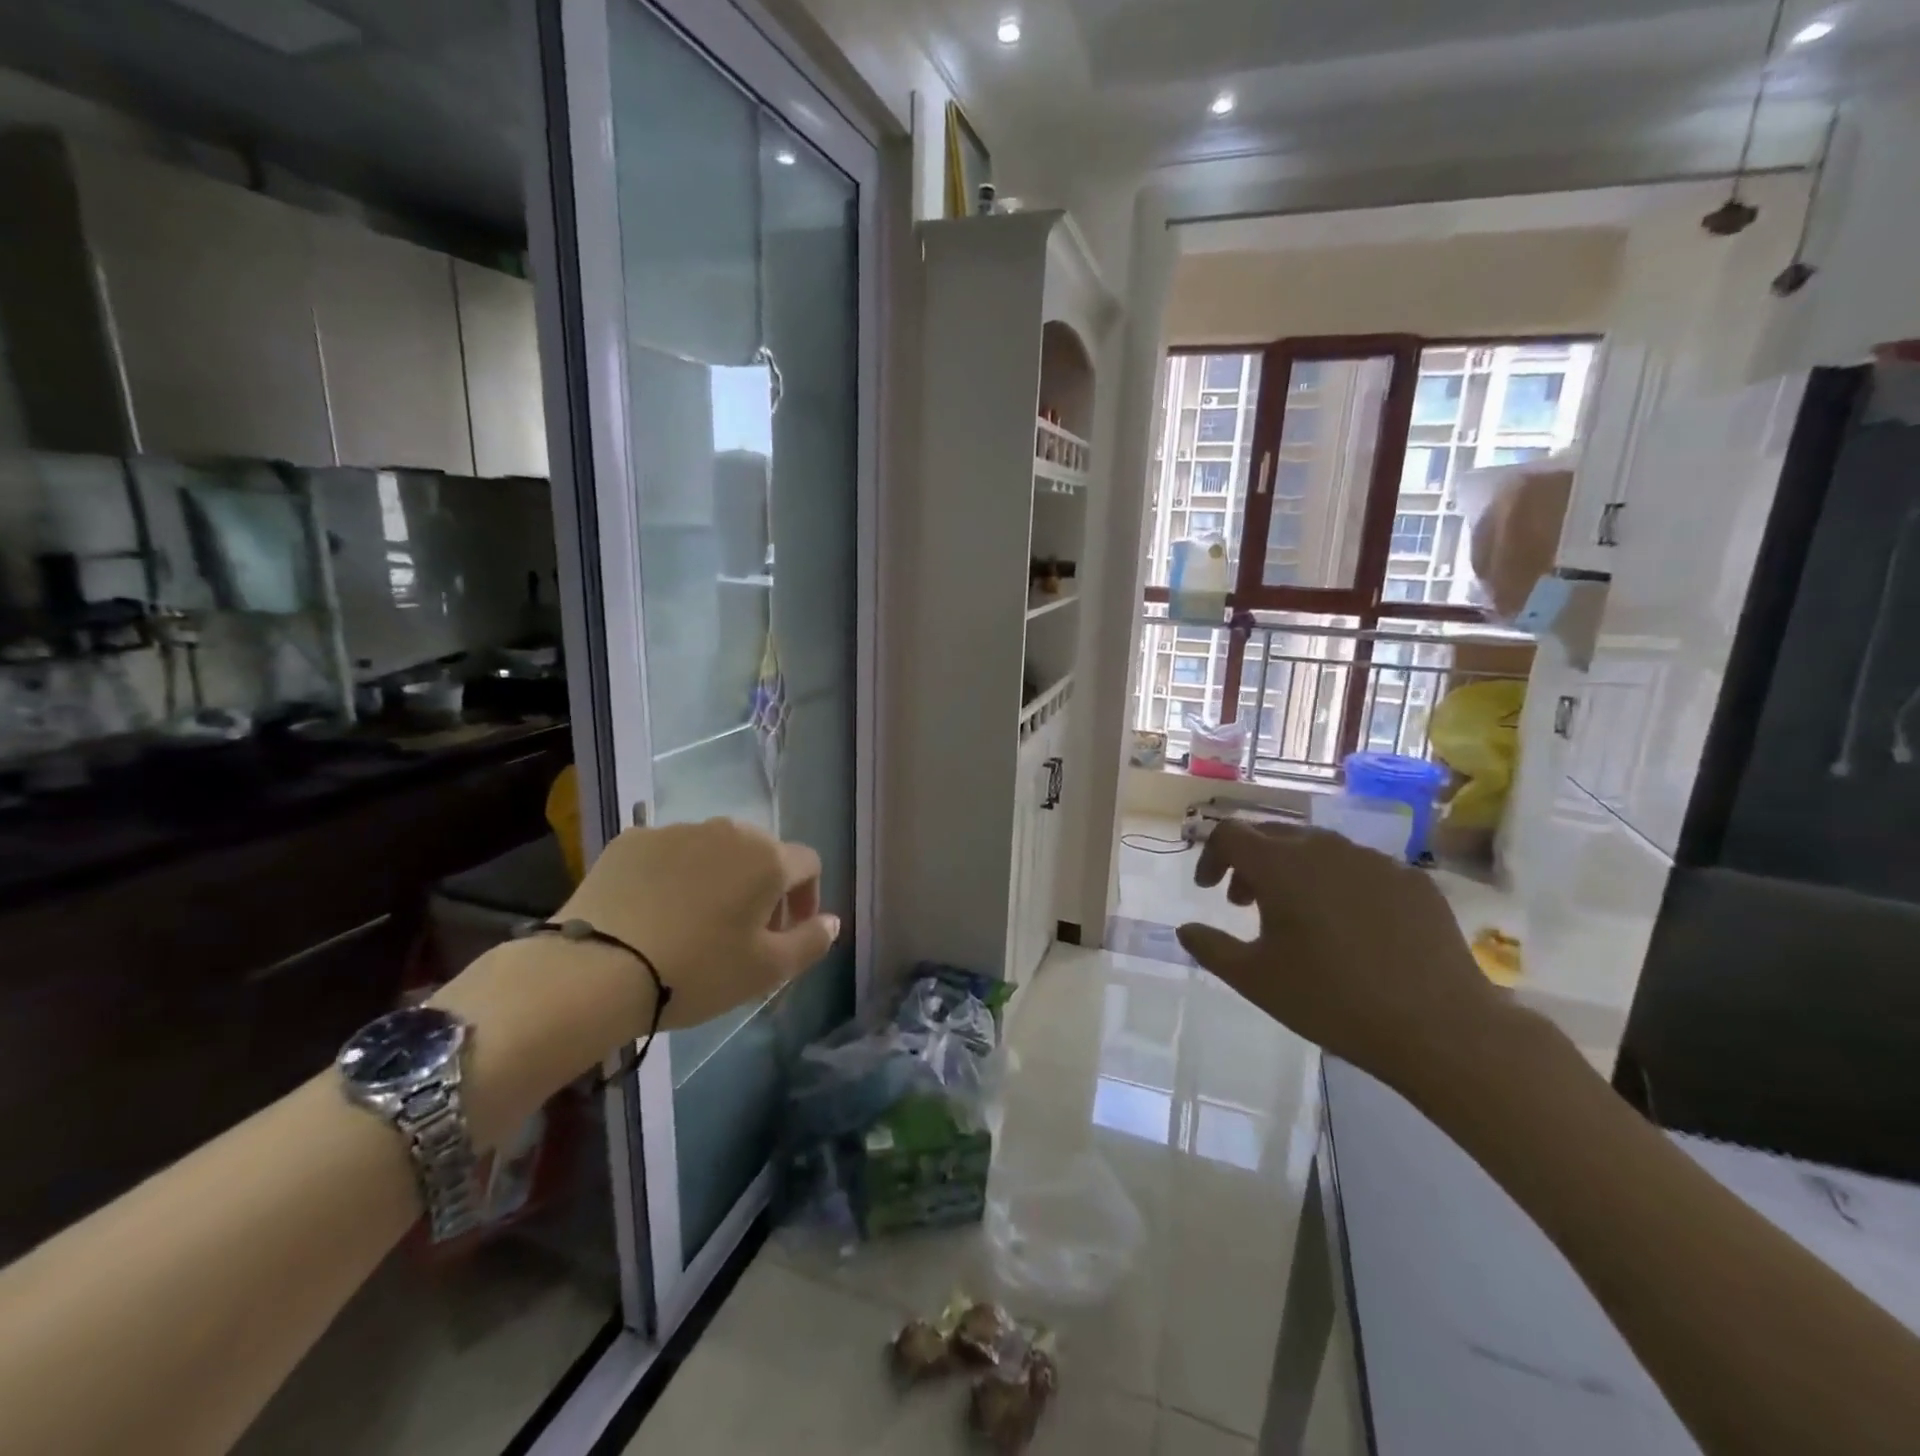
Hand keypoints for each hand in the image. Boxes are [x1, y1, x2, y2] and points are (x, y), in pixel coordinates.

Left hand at [557, 817, 839, 1029]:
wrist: (596, 970)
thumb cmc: (697, 971)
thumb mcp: (767, 971)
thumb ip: (812, 941)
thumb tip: (833, 921)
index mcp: (768, 858)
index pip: (808, 864)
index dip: (806, 898)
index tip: (786, 933)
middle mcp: (728, 831)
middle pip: (761, 853)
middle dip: (762, 888)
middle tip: (742, 932)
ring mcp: (677, 830)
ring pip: (714, 850)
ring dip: (719, 878)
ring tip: (695, 923)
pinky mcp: (632, 840)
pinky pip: (668, 853)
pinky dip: (673, 875)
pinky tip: (654, 912)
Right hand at [1175, 821, 1505, 1090]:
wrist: (1439, 1028)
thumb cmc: (1331, 1000)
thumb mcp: (1255, 979)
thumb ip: (1210, 947)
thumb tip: (1184, 929)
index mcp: (1281, 865)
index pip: (1230, 834)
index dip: (1211, 855)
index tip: (1208, 889)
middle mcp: (1325, 848)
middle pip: (1273, 834)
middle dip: (1250, 862)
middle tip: (1244, 902)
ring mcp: (1374, 860)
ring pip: (1318, 849)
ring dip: (1293, 870)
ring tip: (1296, 915)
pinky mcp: (1412, 880)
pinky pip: (1360, 868)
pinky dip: (1338, 884)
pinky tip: (1350, 926)